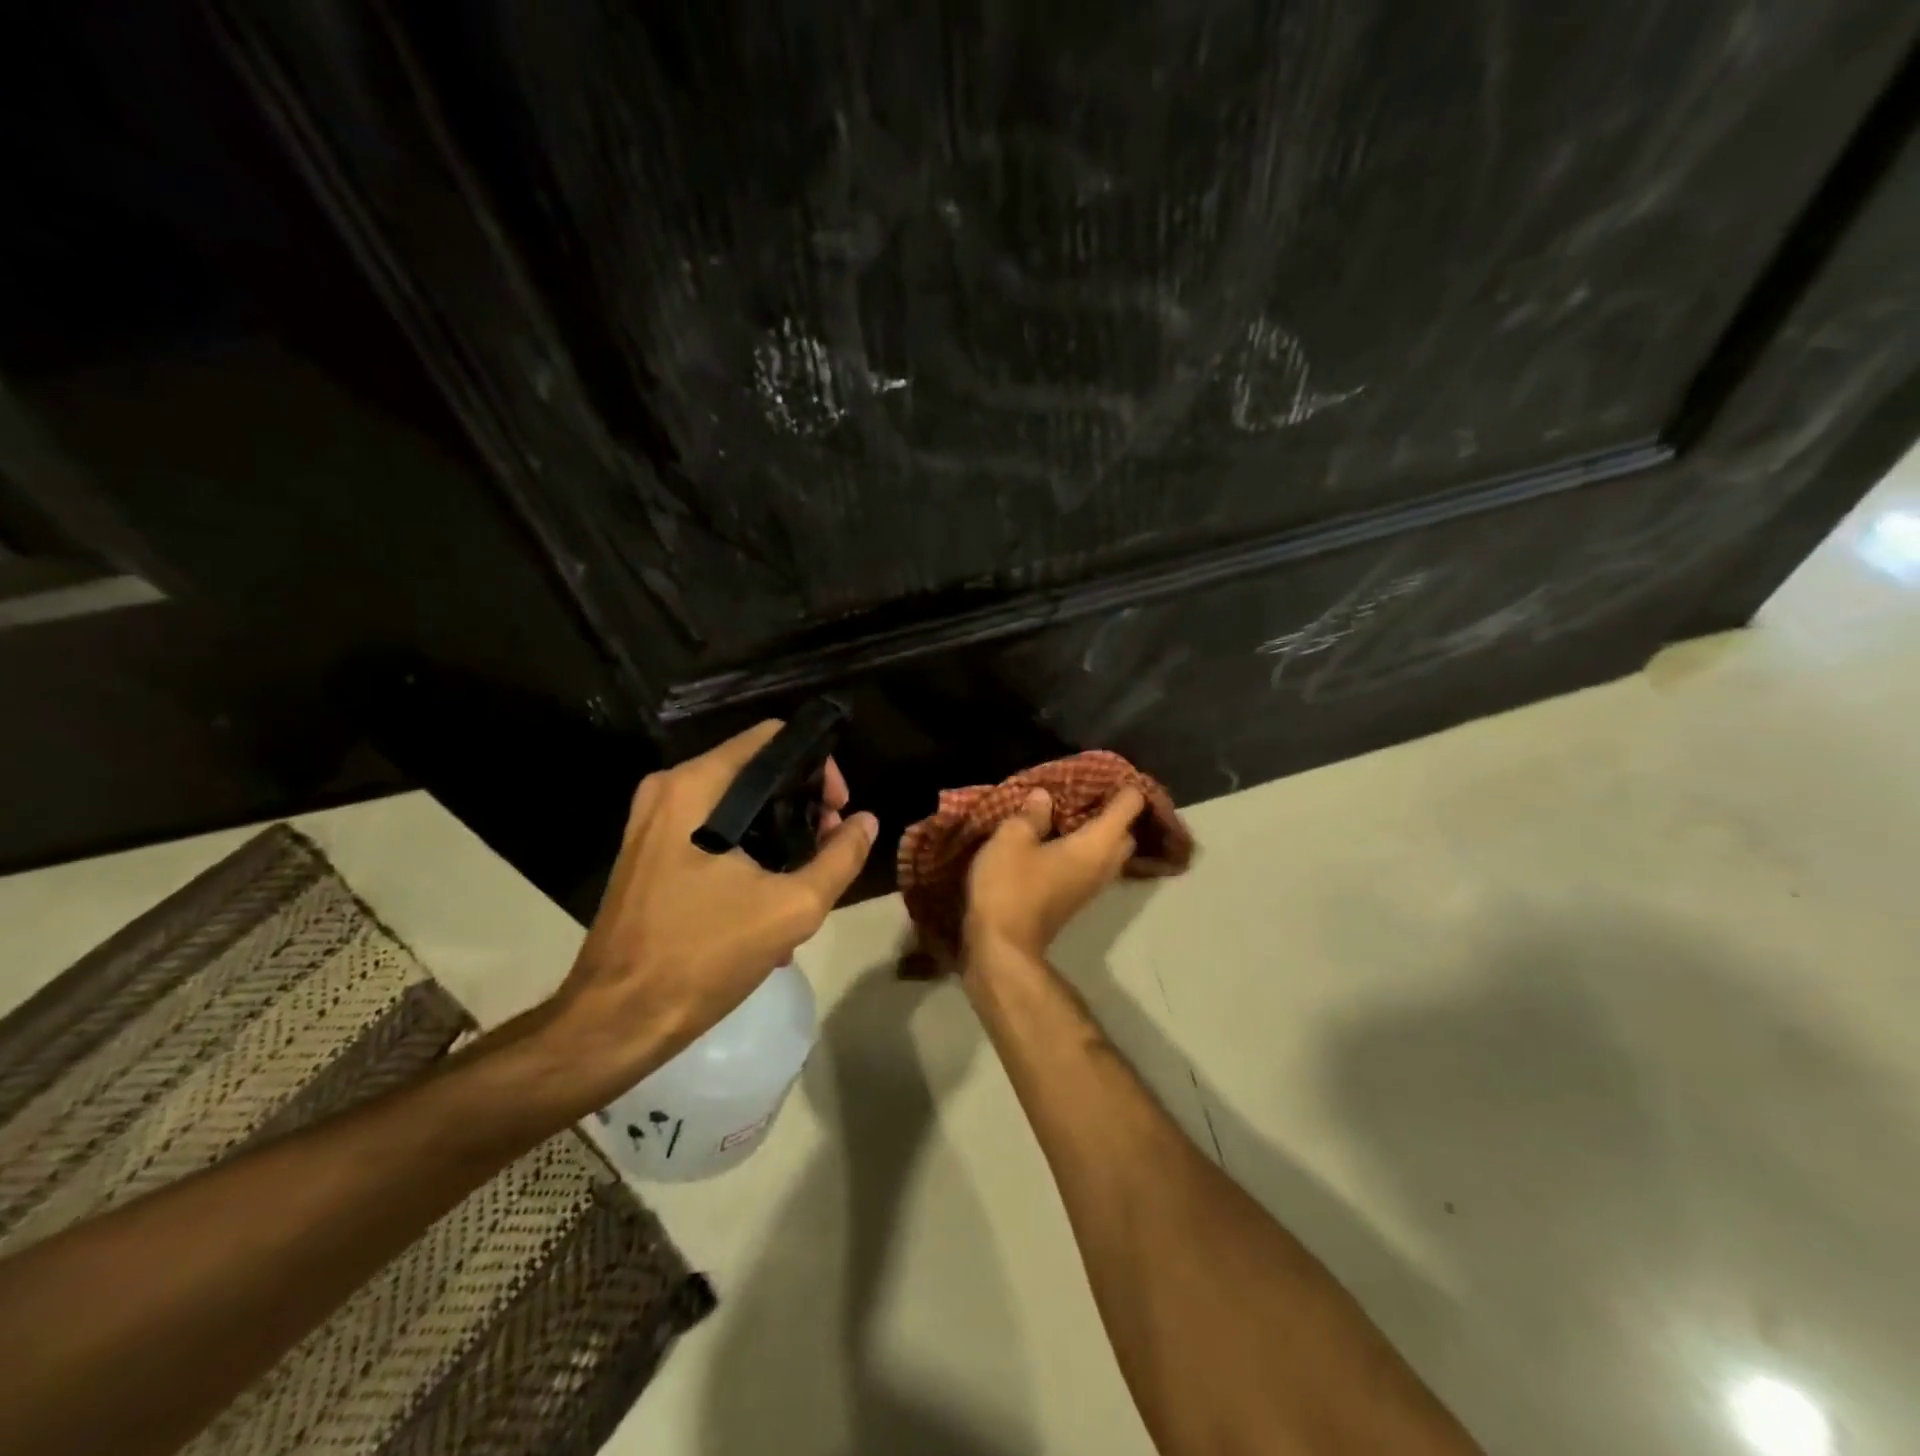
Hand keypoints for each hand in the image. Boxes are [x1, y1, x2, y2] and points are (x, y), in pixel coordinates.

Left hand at [543, 721, 876, 1106]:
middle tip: (830, 848)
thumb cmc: (703, 956)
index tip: (839, 811)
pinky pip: (712, 834)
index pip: (772, 738)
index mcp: (695, 787)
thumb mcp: (791, 908)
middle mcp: (668, 791)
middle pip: (755, 772)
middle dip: (802, 806)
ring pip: (736, 807)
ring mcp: (652, 823)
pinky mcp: (648, 854)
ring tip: (807, 882)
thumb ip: (839, 858)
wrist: (617, 1021)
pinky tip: (769, 903)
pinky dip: (748, 854)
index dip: (817, 767)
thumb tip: (866, 822)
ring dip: (779, 836)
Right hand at [963, 786, 1144, 960]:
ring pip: (1109, 853)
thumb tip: (1045, 798)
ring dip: (1098, 833)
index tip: (1105, 773)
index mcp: (1096, 844)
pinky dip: (1084, 850)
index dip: (1123, 786)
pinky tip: (1056, 841)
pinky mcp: (1075, 900)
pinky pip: (1092, 866)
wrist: (1002, 947)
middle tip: (1085, 793)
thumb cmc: (1009, 887)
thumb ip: (1031, 814)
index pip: (1128, 807)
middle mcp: (1103, 865)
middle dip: (1113, 812)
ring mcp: (1092, 887)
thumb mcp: (1012, 839)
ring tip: (1069, 815)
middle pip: (1125, 832)